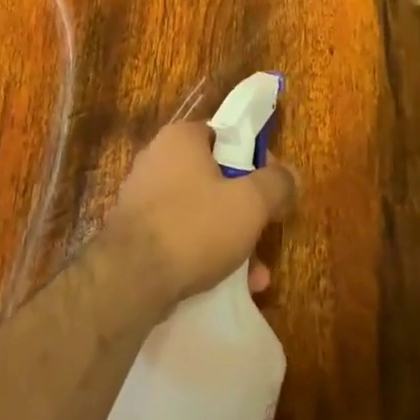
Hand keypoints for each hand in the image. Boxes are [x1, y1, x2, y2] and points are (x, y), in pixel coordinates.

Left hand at [100, 121, 296, 310]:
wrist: (130, 280)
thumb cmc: (195, 226)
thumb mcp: (250, 203)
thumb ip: (276, 183)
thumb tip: (289, 175)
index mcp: (180, 138)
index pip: (225, 134)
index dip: (254, 158)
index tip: (272, 186)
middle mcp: (157, 159)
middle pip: (214, 176)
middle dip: (245, 207)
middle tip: (266, 229)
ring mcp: (142, 198)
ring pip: (200, 211)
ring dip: (230, 237)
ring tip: (255, 272)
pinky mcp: (135, 233)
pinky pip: (181, 236)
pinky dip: (205, 254)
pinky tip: (229, 284)